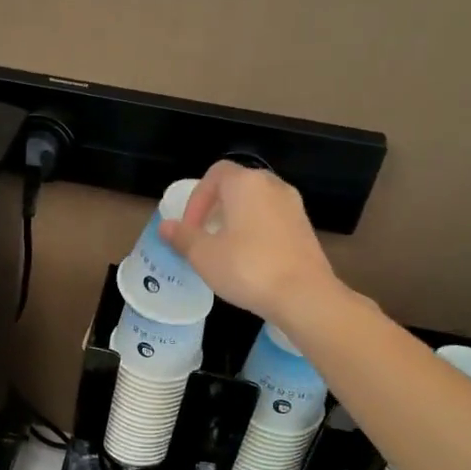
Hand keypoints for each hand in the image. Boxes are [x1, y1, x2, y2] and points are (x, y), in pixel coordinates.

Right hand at [161, 161, 343, 324]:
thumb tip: (165, 226)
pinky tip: (250, 260)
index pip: (214, 174)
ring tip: (224, 249)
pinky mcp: (305, 228)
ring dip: (236, 220)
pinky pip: (273, 220)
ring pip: (256, 203)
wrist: (304, 295)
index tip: (190, 228)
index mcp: (245, 184)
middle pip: (237, 186)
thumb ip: (183, 237)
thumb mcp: (204, 255)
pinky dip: (256, 231)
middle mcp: (272, 186)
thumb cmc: (247, 268)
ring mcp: (293, 206)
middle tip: (204, 236)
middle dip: (216, 208)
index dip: (196, 198)